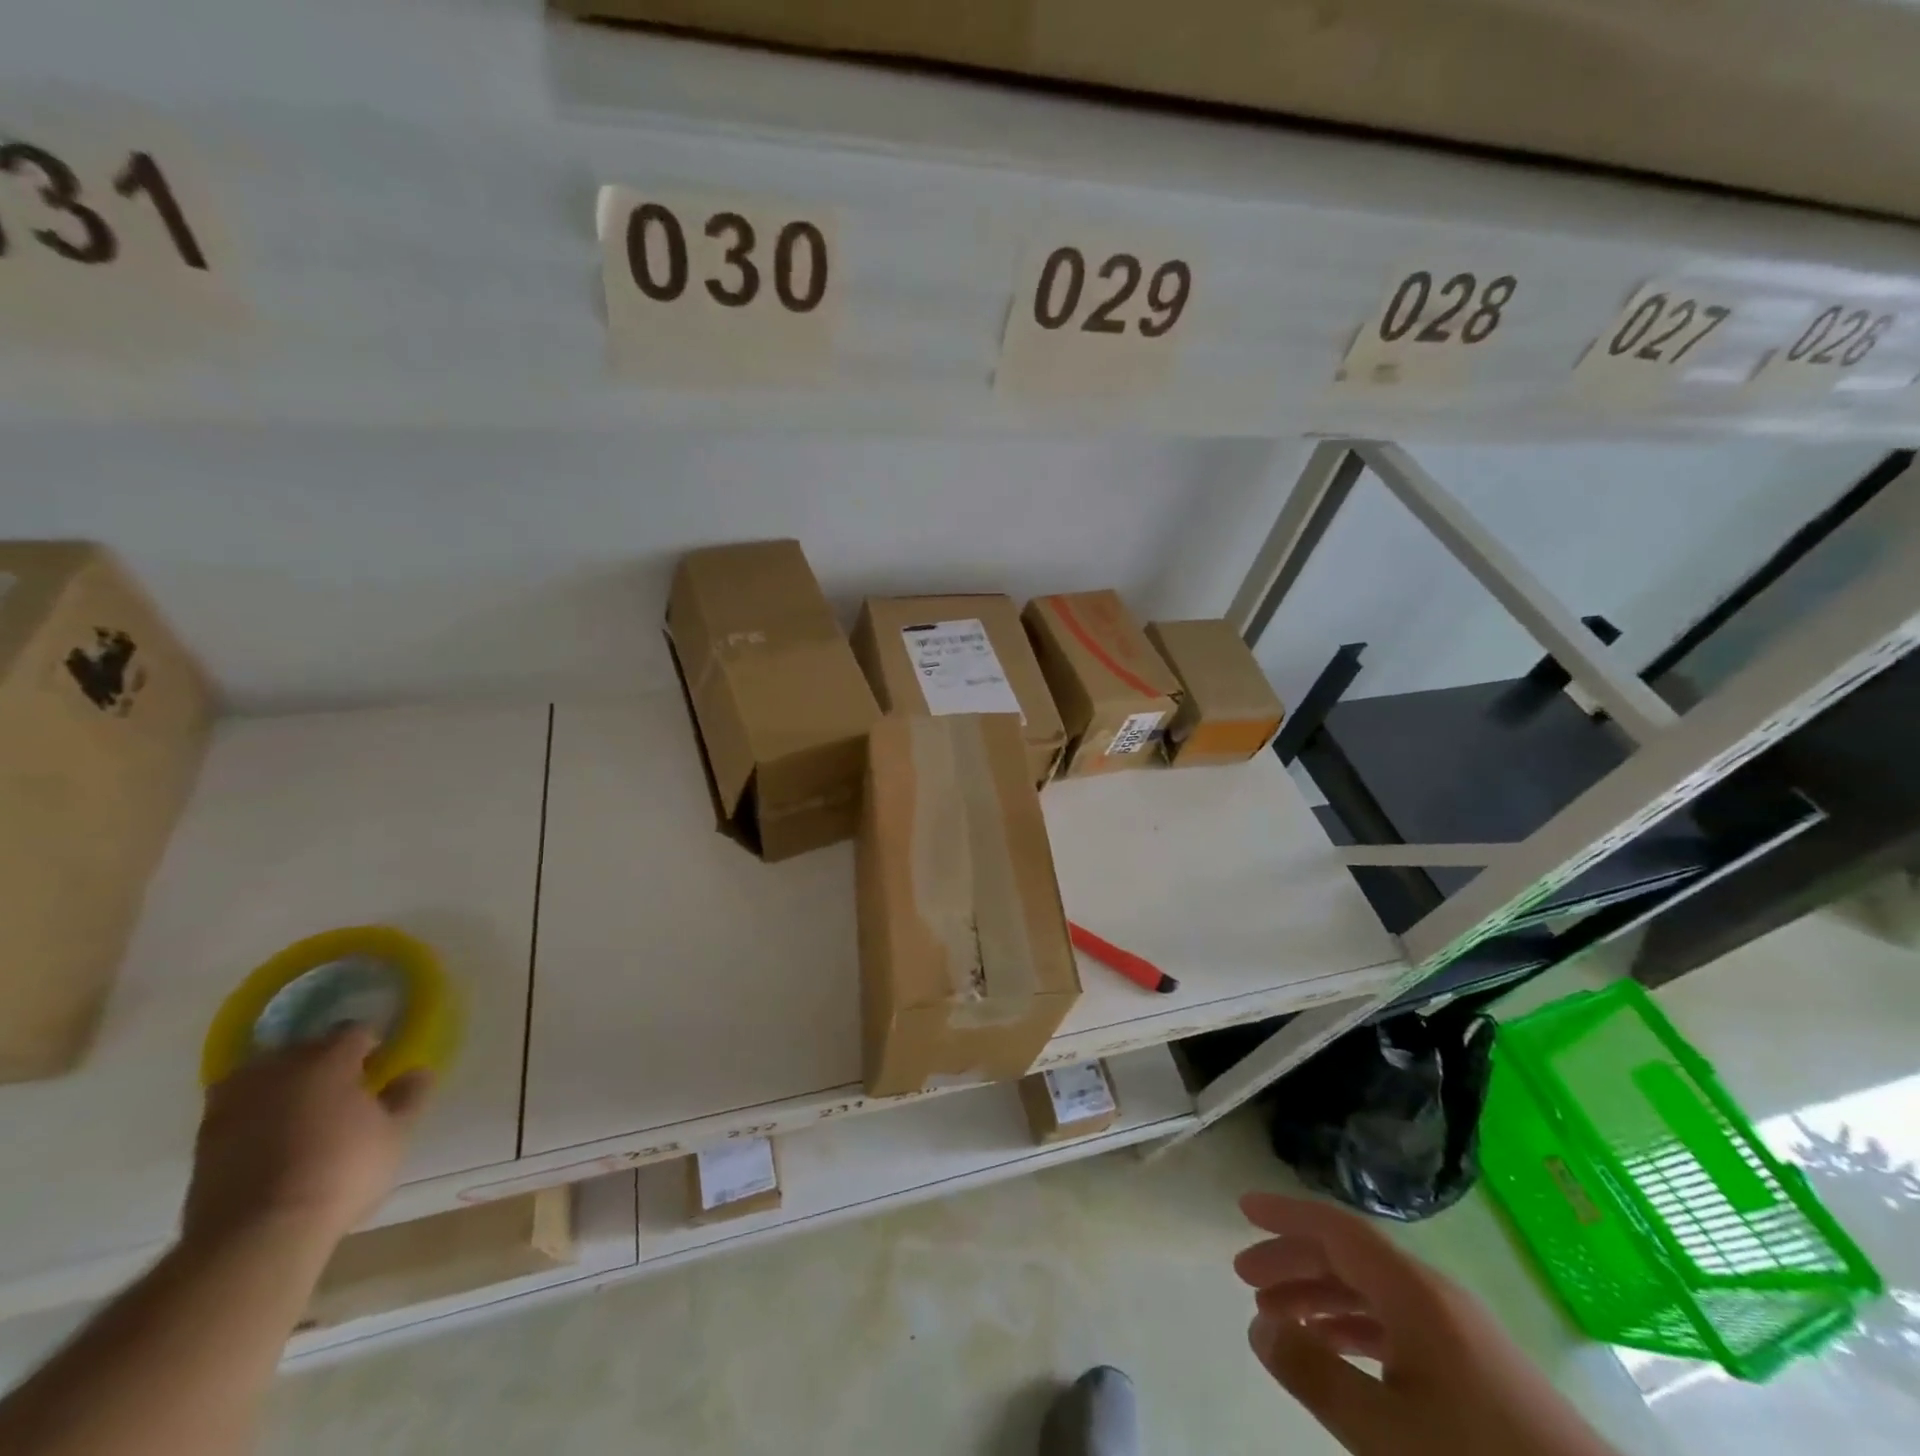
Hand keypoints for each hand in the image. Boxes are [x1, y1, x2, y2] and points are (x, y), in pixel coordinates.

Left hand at [182, 1026, 431, 1257]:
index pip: (354, 1032)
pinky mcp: (204, 1139)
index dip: (371, 1046)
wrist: (256, 1236)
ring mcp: (234, 1103)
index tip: (379, 1067)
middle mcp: (278, 1069)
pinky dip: (254, 1111)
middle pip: (305, 1047)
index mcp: (328, 1059)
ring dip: (282, 1082)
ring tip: (301, 1107)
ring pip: (263, 1074)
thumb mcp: (396, 1134)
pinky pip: (237, 1107)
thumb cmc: (341, 1173)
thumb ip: (409, 1095)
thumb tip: (416, 1071)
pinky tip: (271, 1133)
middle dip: (325, 1060)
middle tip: (344, 1087)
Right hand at [1233, 1193, 1617, 1455]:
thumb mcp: (1385, 1432)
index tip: (1242, 1210)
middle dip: (1294, 1260)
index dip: (1286, 1214)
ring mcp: (1458, 1331)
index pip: (1336, 1228)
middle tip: (1246, 1278)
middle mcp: (1433, 1295)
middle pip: (1350, 1255)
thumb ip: (1314, 1374)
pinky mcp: (1475, 1367)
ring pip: (1372, 1291)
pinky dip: (1354, 1326)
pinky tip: (1336, 1351)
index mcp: (1413, 1292)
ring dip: (1320, 1296)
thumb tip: (1258, 1325)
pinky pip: (1396, 1322)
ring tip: (1278, 1318)